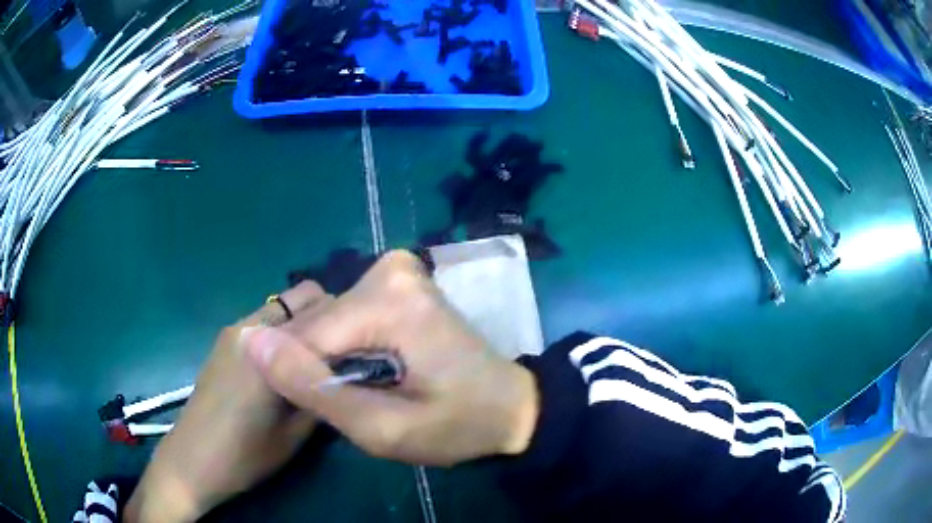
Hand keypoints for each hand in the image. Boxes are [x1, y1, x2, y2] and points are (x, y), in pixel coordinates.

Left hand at [125, 282, 328, 522]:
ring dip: (305, 324)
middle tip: (341, 354)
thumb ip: (322, 392)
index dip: (349, 325)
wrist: (193, 460)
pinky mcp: (225, 341)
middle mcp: (251, 325)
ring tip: (314, 361)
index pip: (324, 309)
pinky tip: (285, 366)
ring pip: (283, 307)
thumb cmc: (246, 454)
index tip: (365, 348)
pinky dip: (284, 332)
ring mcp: (234, 330)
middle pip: (303, 296)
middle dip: (329, 318)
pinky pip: (265, 321)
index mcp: (269, 347)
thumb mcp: (297, 432)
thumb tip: (347, 369)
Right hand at [245, 250, 539, 466]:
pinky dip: (346, 346)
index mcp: (389, 301)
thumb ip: (314, 389)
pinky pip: (345, 315)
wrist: (509, 408)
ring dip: (332, 360)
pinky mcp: (397, 279)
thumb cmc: (457, 427)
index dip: (306, 382)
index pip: (307, 338)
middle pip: (318, 325)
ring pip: (327, 320)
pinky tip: (370, 368)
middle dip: (321, 370)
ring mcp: (395, 269)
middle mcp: (389, 269)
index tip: (333, 412)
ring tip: (366, 388)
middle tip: (359, 403)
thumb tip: (252, 342)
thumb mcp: (383, 429)